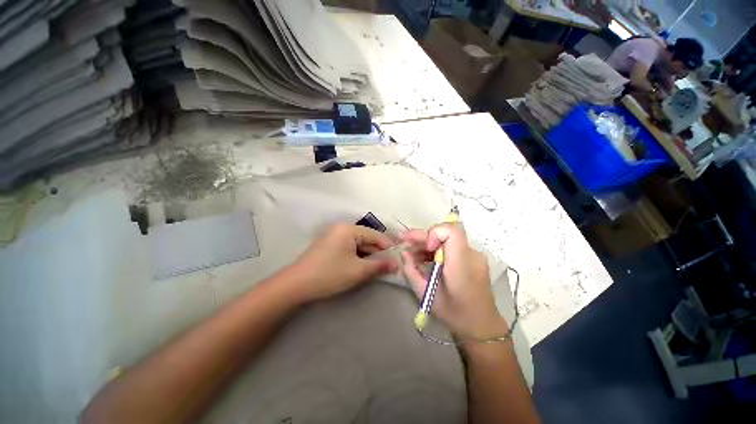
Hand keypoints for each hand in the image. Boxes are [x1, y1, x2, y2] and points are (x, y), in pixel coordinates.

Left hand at [286, 224, 397, 302]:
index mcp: (349, 229)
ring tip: (379, 269)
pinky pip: (350, 248)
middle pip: (367, 239)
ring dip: (369, 256)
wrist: (296, 285)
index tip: (399, 258)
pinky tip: (364, 267)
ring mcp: (335, 237)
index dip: (388, 247)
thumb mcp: (358, 271)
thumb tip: (396, 264)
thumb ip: (379, 266)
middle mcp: (342, 229)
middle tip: (390, 266)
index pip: (375, 235)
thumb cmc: (329, 274)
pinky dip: (359, 257)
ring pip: (359, 244)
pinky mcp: (331, 246)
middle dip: (379, 253)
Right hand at [400, 225, 507, 339]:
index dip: (433, 233)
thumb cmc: (454, 313)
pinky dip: (436, 250)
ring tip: (412, 256)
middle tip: (405, 243)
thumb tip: (403, 252)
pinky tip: (425, 260)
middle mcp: (471, 254)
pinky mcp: (472, 258)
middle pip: (445, 233)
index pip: (451, 231)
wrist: (482, 326)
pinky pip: (451, 246)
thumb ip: (411, 271)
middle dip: (423, 237)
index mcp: (461, 264)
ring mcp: (474, 255)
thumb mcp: (426, 294)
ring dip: (427, 244)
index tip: (425, 248)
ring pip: (446, 239)